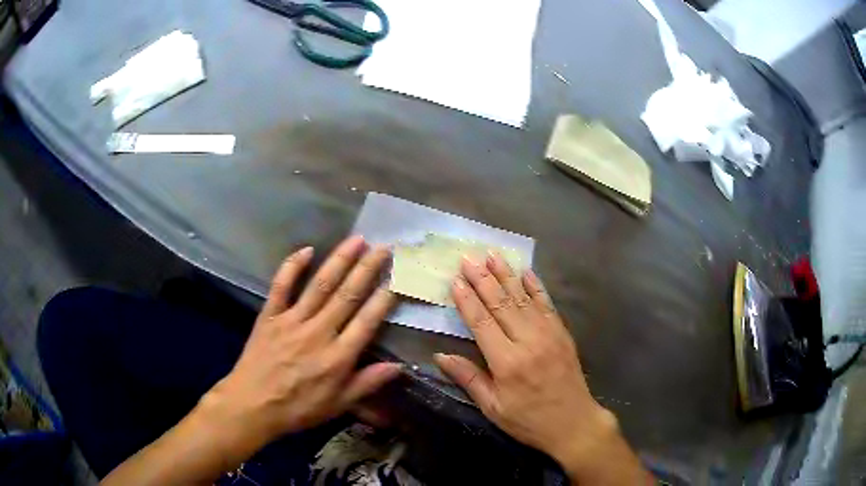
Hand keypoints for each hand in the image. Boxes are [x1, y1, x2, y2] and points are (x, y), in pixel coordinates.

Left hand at [199, 236, 400, 465]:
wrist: (252, 405)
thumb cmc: (297, 408)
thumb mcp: (337, 405)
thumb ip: (367, 383)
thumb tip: (399, 367)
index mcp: (337, 357)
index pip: (367, 321)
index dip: (384, 298)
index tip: (398, 277)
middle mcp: (318, 333)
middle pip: (347, 296)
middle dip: (368, 269)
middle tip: (384, 247)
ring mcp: (292, 320)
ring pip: (320, 285)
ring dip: (340, 260)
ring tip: (357, 240)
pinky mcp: (270, 315)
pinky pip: (281, 286)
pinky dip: (292, 266)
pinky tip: (307, 249)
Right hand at [435, 253, 648, 483]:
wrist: (573, 422)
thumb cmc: (528, 420)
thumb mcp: (493, 407)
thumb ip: (469, 379)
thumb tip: (440, 357)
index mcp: (507, 362)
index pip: (482, 322)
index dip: (467, 300)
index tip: (456, 280)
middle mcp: (528, 341)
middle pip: (501, 303)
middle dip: (483, 278)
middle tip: (468, 257)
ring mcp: (549, 334)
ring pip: (523, 298)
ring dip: (506, 275)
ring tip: (492, 255)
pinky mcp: (562, 333)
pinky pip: (547, 304)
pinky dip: (535, 286)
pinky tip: (526, 272)